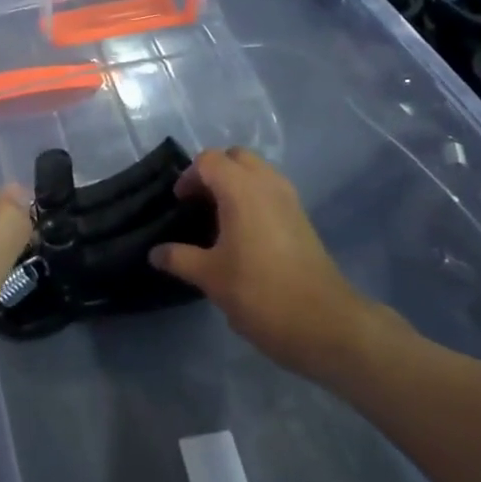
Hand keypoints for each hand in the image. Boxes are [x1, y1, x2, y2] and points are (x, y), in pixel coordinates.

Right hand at [153, 149, 402, 384]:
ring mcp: (289, 199)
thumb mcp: (211, 277)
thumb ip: (179, 258)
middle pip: (235, 158)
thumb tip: (155, 253)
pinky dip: (253, 198)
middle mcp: (267, 183)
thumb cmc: (260, 293)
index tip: (179, 204)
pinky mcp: (302, 217)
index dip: (188, 177)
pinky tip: (242, 234)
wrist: (325, 323)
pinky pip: (271, 191)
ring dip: (235, 184)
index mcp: (241, 189)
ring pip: (257, 172)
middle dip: (213, 173)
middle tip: (198, 204)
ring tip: (218, 219)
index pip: (209, 160)